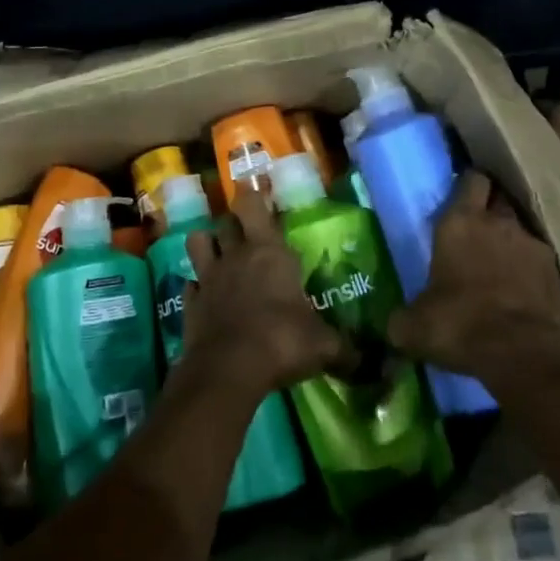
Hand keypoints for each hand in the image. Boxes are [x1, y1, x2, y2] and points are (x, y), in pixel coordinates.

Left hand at [179, 191, 353, 400]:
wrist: (229, 369)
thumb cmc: (282, 341)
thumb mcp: (323, 346)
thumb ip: (344, 349)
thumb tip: (369, 363)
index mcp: (268, 251)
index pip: (253, 205)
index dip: (254, 195)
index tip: (258, 192)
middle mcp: (235, 255)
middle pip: (226, 222)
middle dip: (235, 223)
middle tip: (247, 232)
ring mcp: (208, 277)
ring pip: (197, 242)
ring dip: (207, 244)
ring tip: (219, 254)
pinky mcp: (190, 302)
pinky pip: (191, 284)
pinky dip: (197, 287)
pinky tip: (207, 297)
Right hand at [387, 171, 559, 393]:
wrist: (523, 355)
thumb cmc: (459, 324)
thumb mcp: (415, 326)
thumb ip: (403, 317)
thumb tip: (396, 325)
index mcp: (459, 221)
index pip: (470, 179)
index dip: (467, 185)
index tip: (459, 198)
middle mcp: (498, 222)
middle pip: (498, 198)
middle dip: (490, 208)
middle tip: (477, 230)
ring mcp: (532, 244)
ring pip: (520, 229)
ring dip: (511, 241)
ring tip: (501, 265)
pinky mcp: (556, 272)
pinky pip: (540, 261)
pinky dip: (531, 270)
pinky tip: (522, 291)